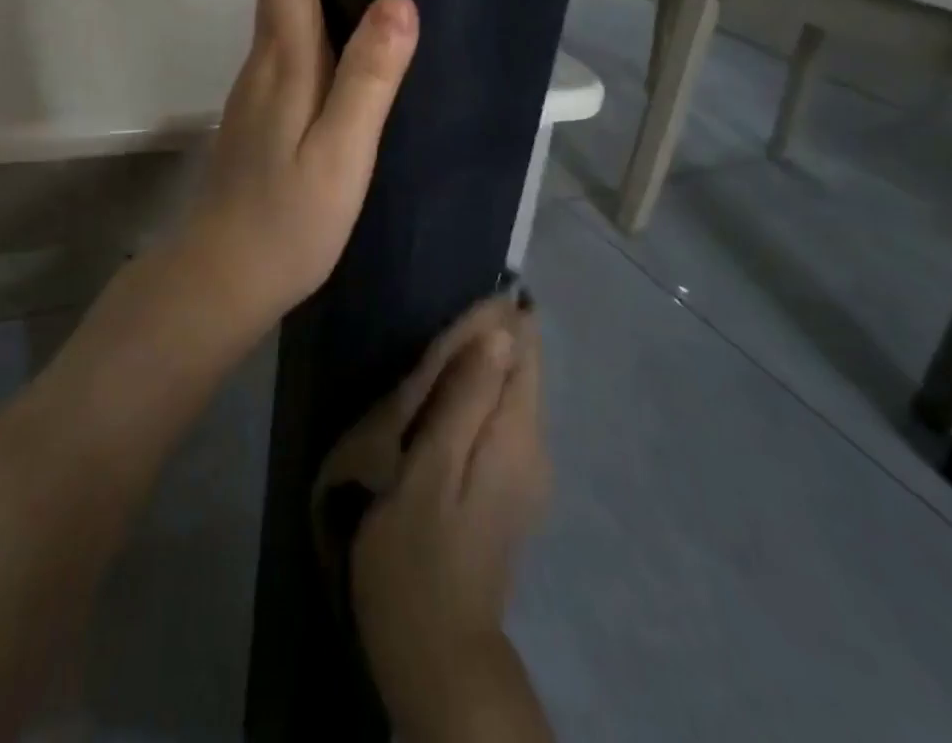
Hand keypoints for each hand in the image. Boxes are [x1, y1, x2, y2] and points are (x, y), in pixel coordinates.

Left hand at [176, 0, 417, 328]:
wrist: (222, 278)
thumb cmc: (289, 221)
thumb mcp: (342, 152)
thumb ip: (368, 77)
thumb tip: (398, 0)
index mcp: (281, 59)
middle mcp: (261, 62)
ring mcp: (254, 90)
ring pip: (287, 22)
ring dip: (331, 13)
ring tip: (389, 33)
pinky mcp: (258, 116)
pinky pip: (289, 58)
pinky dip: (322, 51)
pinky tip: (356, 85)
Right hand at [349, 300, 550, 738]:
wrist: (438, 657)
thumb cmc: (417, 558)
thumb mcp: (429, 470)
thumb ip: (465, 399)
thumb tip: (500, 331)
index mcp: (517, 436)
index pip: (524, 349)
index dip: (499, 314)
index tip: (461, 294)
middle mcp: (535, 447)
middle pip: (521, 367)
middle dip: (488, 336)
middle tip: (436, 322)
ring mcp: (526, 472)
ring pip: (510, 392)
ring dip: (480, 364)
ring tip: (434, 350)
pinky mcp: (509, 489)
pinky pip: (500, 419)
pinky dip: (477, 395)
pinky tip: (443, 398)